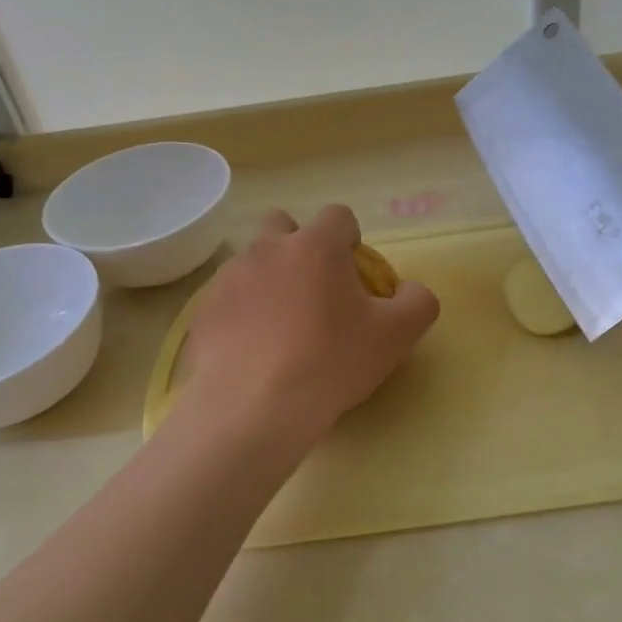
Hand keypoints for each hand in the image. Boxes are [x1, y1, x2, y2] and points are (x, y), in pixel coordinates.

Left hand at [178, 205, 439, 447]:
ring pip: (252, 261)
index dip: (349, 237)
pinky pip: (227, 298)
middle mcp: (267, 249)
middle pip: (282, 224)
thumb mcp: (396, 336)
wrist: (255, 406)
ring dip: (268, 279)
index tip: (353, 272)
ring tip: (280, 325)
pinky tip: (252, 349)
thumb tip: (411, 291)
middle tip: (313, 289)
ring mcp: (229, 278)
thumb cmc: (332, 362)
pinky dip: (241, 312)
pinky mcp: (204, 310)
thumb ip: (417, 302)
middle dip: (298, 245)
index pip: (338, 215)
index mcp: (315, 246)